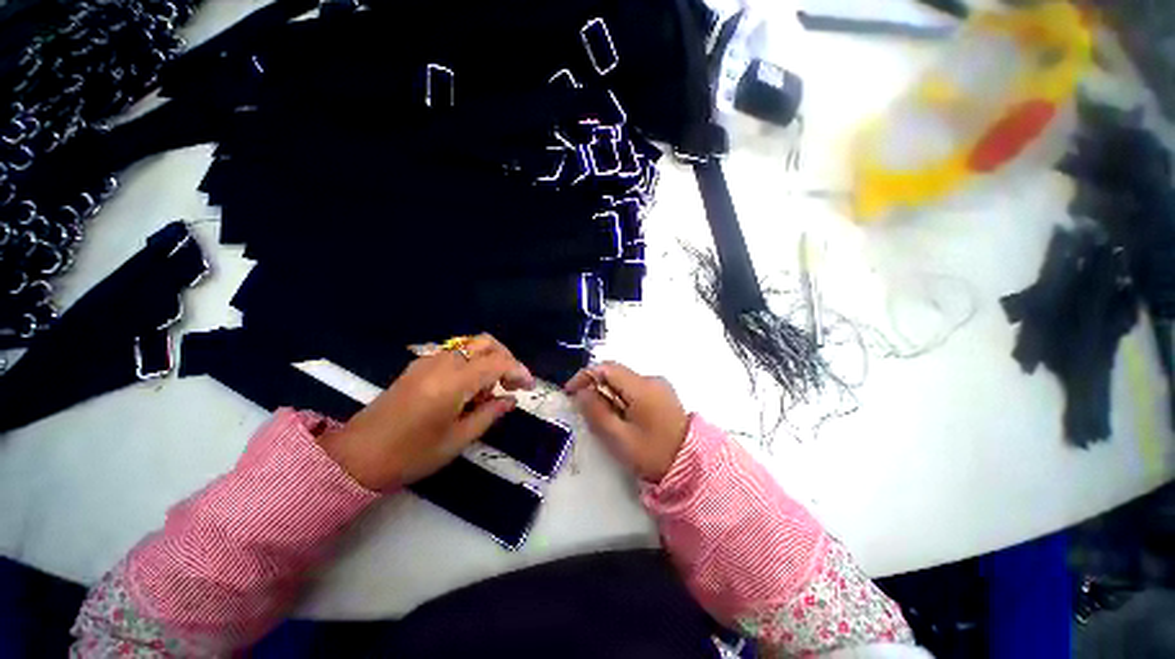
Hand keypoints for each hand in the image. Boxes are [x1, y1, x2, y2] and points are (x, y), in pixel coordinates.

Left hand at [320, 334, 534, 490]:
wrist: (356, 456)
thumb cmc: (410, 454)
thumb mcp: (457, 440)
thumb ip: (489, 414)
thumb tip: (510, 400)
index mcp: (454, 382)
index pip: (498, 363)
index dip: (519, 371)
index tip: (529, 387)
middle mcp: (442, 362)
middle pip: (485, 342)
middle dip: (506, 357)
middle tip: (512, 383)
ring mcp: (428, 361)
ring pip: (470, 345)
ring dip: (488, 360)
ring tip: (490, 390)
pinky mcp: (418, 366)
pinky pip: (455, 353)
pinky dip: (471, 362)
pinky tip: (469, 388)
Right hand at [566, 362, 688, 482]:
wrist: (691, 467)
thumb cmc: (652, 454)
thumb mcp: (619, 437)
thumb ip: (597, 412)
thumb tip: (581, 392)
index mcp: (641, 387)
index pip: (606, 368)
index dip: (585, 376)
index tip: (570, 392)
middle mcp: (651, 379)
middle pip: (615, 374)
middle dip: (596, 387)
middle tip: (584, 409)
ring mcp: (659, 386)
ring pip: (624, 382)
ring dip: (608, 394)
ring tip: (602, 418)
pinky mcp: (662, 395)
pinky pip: (635, 389)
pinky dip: (621, 398)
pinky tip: (620, 418)